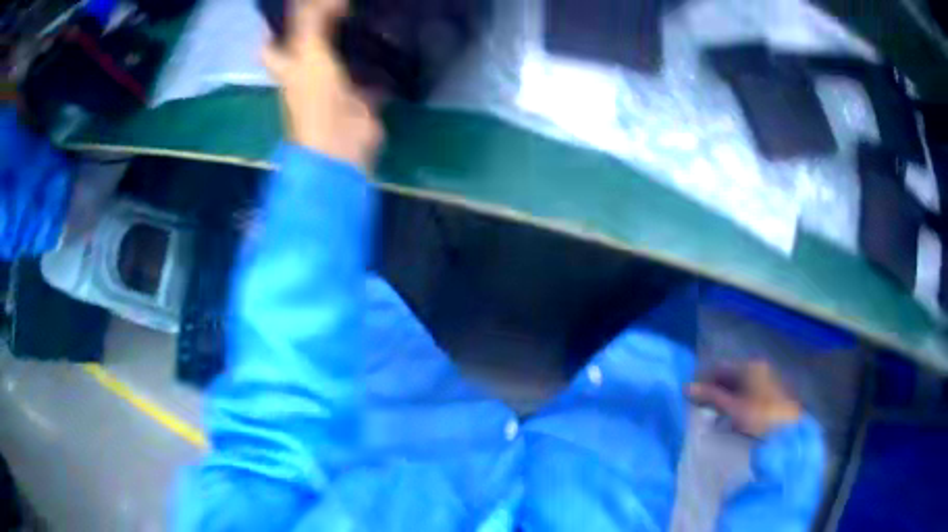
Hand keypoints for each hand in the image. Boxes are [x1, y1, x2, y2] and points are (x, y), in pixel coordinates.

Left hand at [262, 0, 381, 171]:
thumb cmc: (315, 99)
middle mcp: (306, 74)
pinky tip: (391, 38)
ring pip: (339, 55)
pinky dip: (378, 58)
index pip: (271, 45)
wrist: (342, 144)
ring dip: (351, 37)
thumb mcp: (309, 53)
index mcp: (287, 67)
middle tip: (340, 4)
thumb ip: (312, 21)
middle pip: (308, 46)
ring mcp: (334, 85)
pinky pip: (368, 70)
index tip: (292, 7)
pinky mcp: (359, 94)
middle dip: (320, 25)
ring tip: (368, 11)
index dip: (274, 26)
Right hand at [688, 360, 801, 437]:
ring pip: (737, 387)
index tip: (689, 399)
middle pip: (729, 377)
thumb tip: (686, 387)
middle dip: (713, 392)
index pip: (719, 368)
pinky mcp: (769, 394)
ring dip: (723, 400)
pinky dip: (735, 405)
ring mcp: (765, 381)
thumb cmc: (760, 417)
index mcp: (749, 366)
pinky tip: (730, 421)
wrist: (789, 432)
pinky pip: (746, 395)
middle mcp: (758, 368)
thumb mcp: (733, 409)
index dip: (703, 381)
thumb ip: (710, 397)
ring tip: (713, 419)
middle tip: (699, 411)